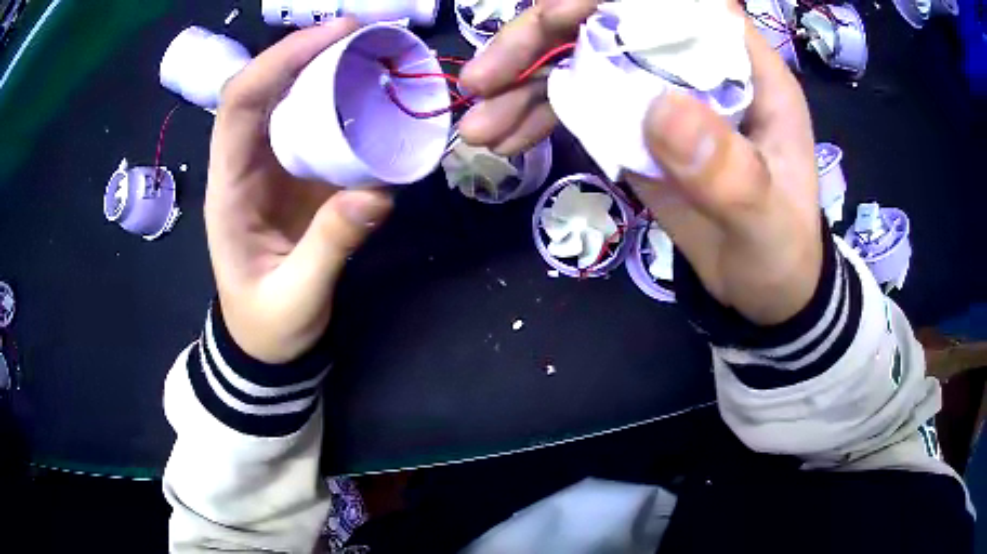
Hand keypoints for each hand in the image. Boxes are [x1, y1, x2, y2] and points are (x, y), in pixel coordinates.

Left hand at [206, 19, 392, 363]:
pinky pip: (314, 125)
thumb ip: (329, 249)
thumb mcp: (295, 299)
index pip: (239, 104)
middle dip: (307, 51)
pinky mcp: (296, 175)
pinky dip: (341, 101)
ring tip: (373, 53)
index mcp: (228, 188)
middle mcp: (244, 164)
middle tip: (364, 34)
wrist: (263, 341)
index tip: (332, 37)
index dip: (279, 62)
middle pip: (264, 88)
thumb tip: (379, 192)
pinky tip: (373, 94)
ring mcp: (271, 167)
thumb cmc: (268, 325)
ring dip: (325, 69)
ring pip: (288, 100)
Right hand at [460, 1, 821, 324]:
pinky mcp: (634, 124)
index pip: (676, 3)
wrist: (763, 287)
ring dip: (520, 87)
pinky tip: (501, 143)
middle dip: (538, 42)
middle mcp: (695, 65)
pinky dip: (533, 117)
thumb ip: (730, 173)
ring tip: (477, 129)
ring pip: (579, 61)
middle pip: (608, 22)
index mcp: (744, 67)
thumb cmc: (779, 252)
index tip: (554, 17)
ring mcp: (659, 91)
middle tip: (482, 79)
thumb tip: (661, 110)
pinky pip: (574, 103)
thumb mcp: (765, 222)